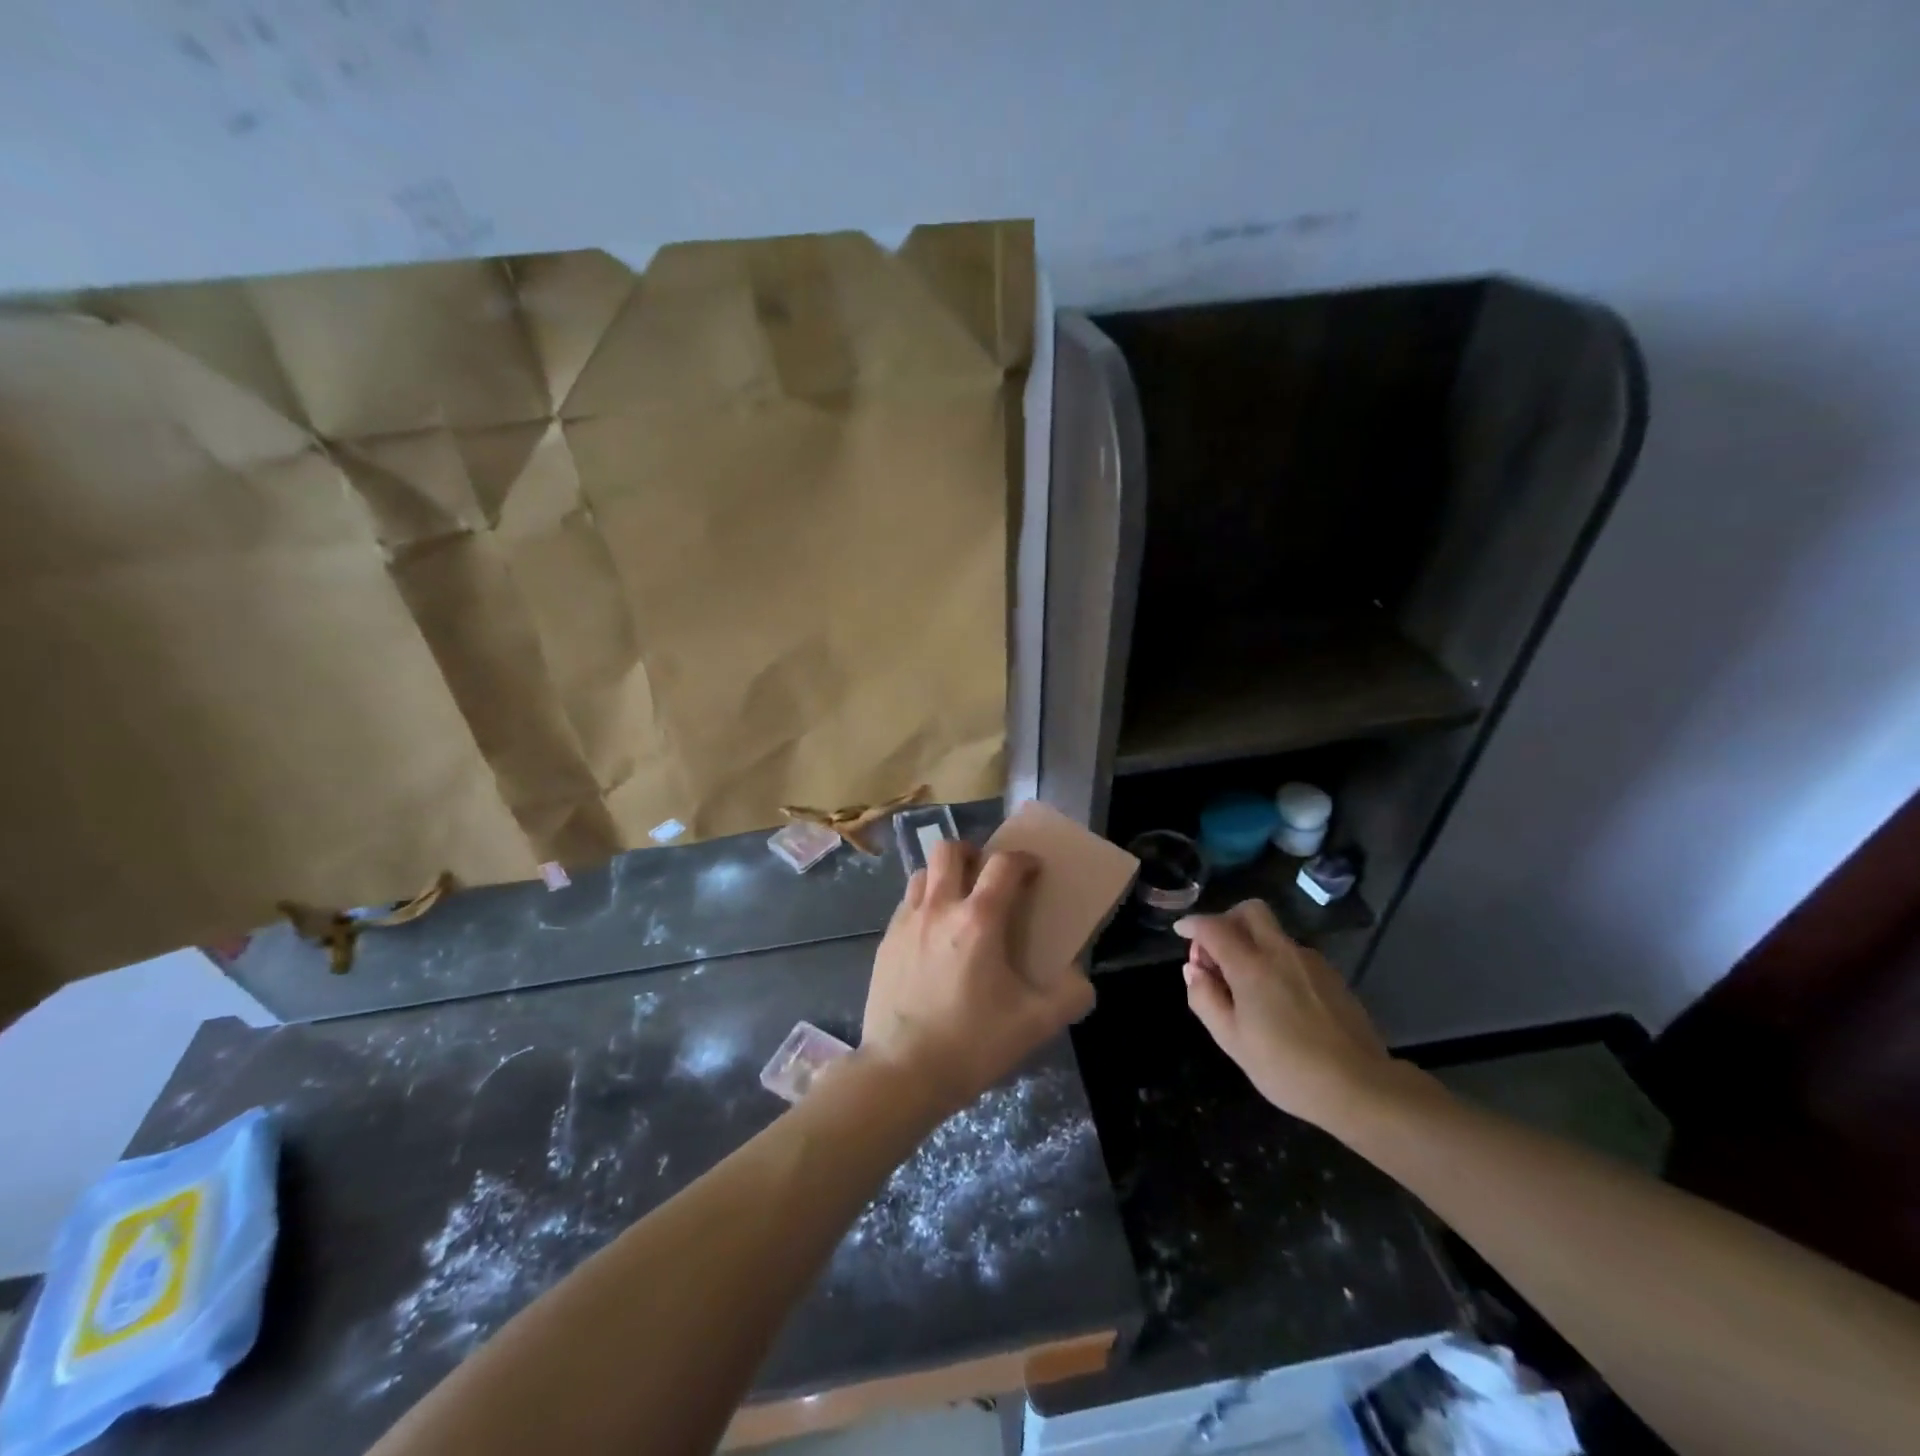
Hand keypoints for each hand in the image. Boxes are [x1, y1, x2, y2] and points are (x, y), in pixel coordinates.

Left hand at [861, 839, 1094, 1115]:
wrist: (901, 1072)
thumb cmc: (971, 1043)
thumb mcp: (1034, 1025)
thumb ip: (1068, 997)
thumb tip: (1081, 980)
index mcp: (978, 920)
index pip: (1003, 864)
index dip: (1023, 860)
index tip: (1033, 871)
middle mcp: (939, 908)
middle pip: (949, 850)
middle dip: (972, 853)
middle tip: (987, 877)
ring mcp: (906, 923)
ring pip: (922, 873)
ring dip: (943, 877)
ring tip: (957, 904)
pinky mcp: (885, 943)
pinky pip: (906, 905)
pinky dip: (923, 905)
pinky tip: (931, 938)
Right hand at [1175, 900, 1394, 1126]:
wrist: (1361, 1088)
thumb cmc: (1286, 1068)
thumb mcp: (1232, 1041)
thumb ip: (1205, 999)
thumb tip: (1193, 969)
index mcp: (1251, 966)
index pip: (1213, 927)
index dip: (1192, 924)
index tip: (1181, 931)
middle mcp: (1281, 952)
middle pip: (1251, 911)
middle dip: (1227, 920)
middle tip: (1216, 952)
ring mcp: (1311, 961)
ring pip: (1273, 933)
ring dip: (1252, 943)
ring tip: (1246, 985)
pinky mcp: (1332, 976)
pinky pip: (1293, 954)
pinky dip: (1275, 961)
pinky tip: (1277, 998)